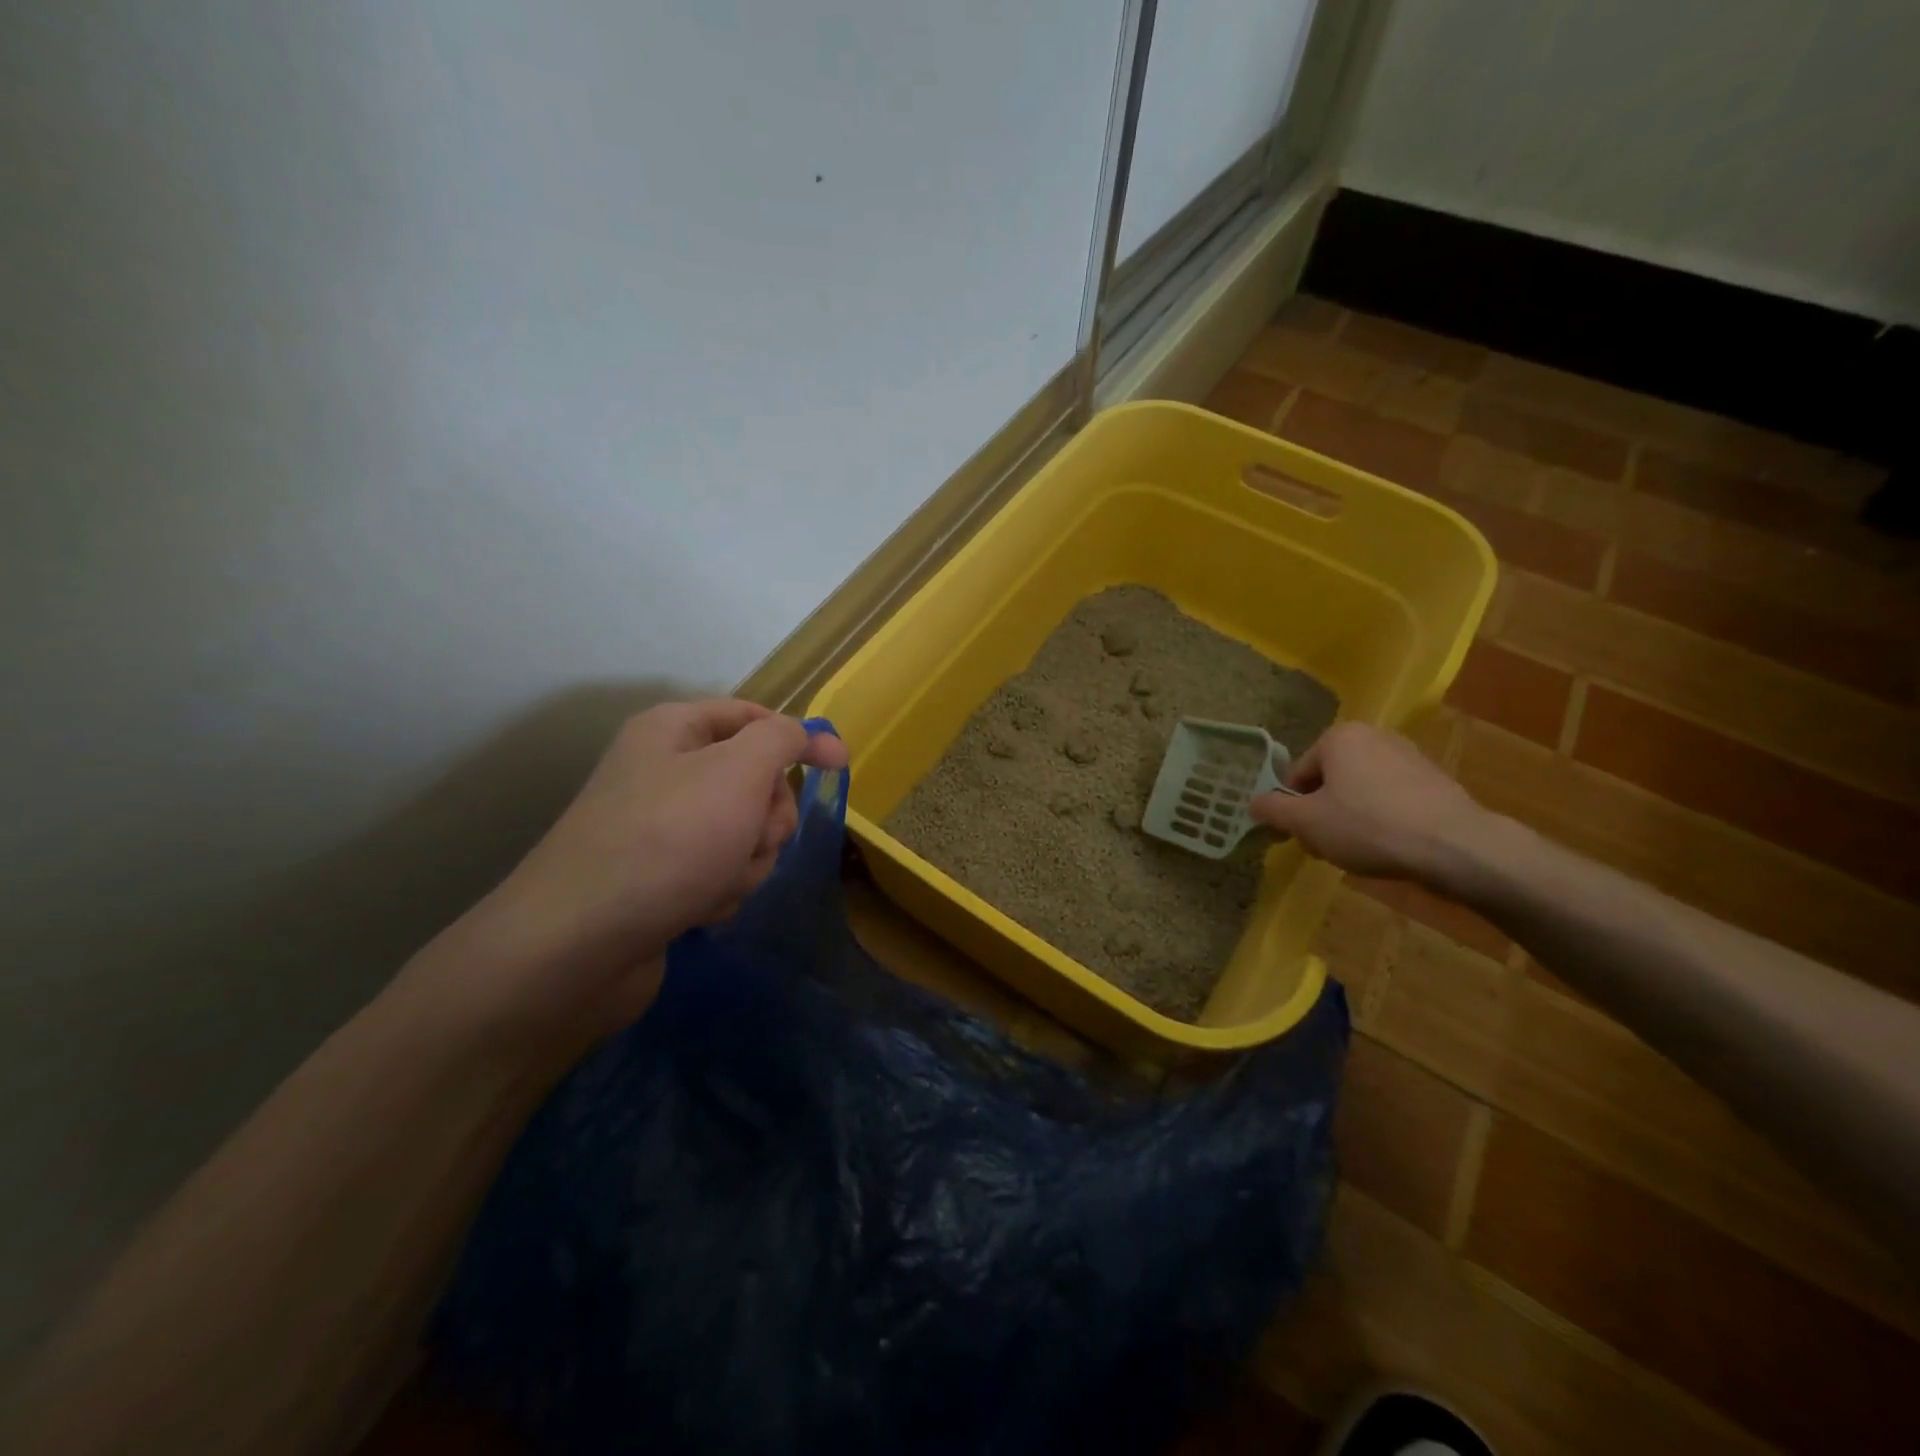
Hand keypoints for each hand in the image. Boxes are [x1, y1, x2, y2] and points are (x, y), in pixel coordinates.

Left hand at [415, 699, 847, 1045]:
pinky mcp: (660, 877)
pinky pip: (719, 870)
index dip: (798, 738)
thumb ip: (783, 740)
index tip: (839, 766)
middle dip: (766, 816)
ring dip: (747, 859)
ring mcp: (661, 828)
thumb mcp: (739, 771)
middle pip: (754, 780)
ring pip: (744, 832)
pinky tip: (698, 908)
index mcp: (673, 730)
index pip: (753, 716)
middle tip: (752, 837)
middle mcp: (664, 771)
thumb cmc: (668, 840)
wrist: (578, 943)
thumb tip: (812, 735)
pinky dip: (721, 888)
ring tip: (716, 881)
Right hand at [1248, 721, 1494, 883]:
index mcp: (1338, 737)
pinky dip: (1383, 819)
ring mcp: (1409, 755)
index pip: (1297, 775)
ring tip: (1360, 850)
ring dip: (1351, 817)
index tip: (1302, 838)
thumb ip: (1273, 810)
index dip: (1292, 810)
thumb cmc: (1368, 827)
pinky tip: (1390, 845)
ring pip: (1360, 790)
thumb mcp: (1306, 823)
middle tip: (1328, 846)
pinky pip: (1391, 799)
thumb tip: (1253, 803)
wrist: (1455, 846)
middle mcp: (1373, 735)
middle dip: (1323, 813)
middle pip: (1329, 780)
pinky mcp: (1436, 779)